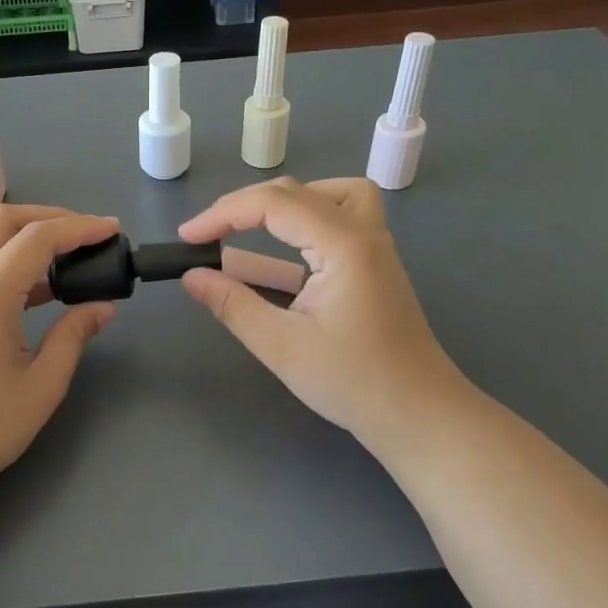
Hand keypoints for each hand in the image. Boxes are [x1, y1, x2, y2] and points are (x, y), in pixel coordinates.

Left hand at [0, 205, 119, 508]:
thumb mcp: (42, 385)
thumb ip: (74, 336)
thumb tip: (102, 308)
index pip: (37, 239)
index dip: (79, 228)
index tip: (112, 230)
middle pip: (2, 221)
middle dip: (50, 217)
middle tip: (88, 234)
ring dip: (25, 237)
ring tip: (68, 259)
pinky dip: (5, 260)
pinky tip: (35, 288)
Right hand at [178, 178, 474, 456]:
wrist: (420, 415)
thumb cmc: (353, 382)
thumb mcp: (282, 346)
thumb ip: (233, 305)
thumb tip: (192, 276)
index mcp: (344, 245)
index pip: (273, 204)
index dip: (223, 214)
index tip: (187, 237)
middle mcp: (363, 233)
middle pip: (298, 192)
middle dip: (245, 206)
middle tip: (208, 234)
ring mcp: (375, 247)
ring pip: (330, 195)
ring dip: (285, 203)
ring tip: (251, 227)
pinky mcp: (375, 265)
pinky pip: (342, 218)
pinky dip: (308, 220)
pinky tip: (287, 251)